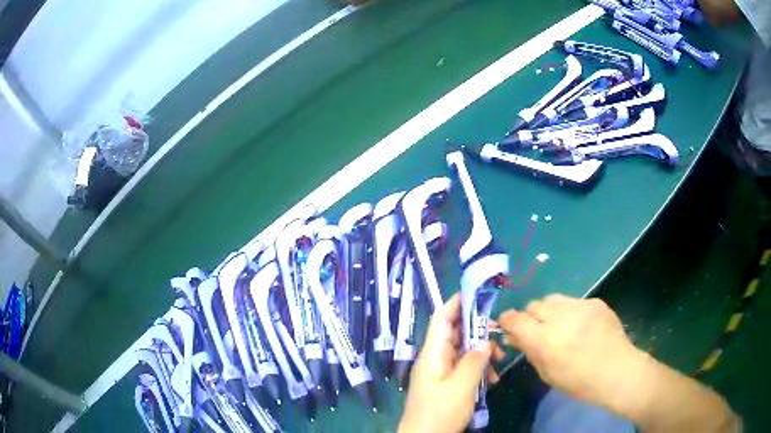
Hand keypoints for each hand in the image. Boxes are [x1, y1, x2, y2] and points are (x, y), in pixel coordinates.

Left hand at [398, 294, 504, 432]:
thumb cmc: (440, 412)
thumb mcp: (461, 387)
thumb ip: (474, 361)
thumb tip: (485, 340)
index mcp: (432, 354)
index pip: (441, 318)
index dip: (456, 303)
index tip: (478, 294)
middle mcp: (435, 359)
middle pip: (455, 333)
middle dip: (478, 330)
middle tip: (499, 332)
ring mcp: (440, 372)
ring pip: (463, 351)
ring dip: (482, 352)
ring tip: (499, 360)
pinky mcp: (447, 384)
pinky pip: (464, 368)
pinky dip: (479, 368)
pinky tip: (492, 379)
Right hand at [498, 294, 643, 409]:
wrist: (617, 370)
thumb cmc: (578, 381)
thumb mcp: (547, 373)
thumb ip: (529, 351)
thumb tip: (514, 337)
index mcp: (543, 339)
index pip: (514, 319)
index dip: (507, 321)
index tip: (508, 326)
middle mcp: (558, 317)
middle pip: (533, 305)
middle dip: (531, 317)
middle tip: (539, 331)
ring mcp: (578, 305)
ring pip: (553, 299)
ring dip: (550, 311)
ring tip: (560, 325)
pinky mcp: (594, 301)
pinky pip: (574, 301)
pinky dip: (571, 312)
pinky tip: (582, 326)